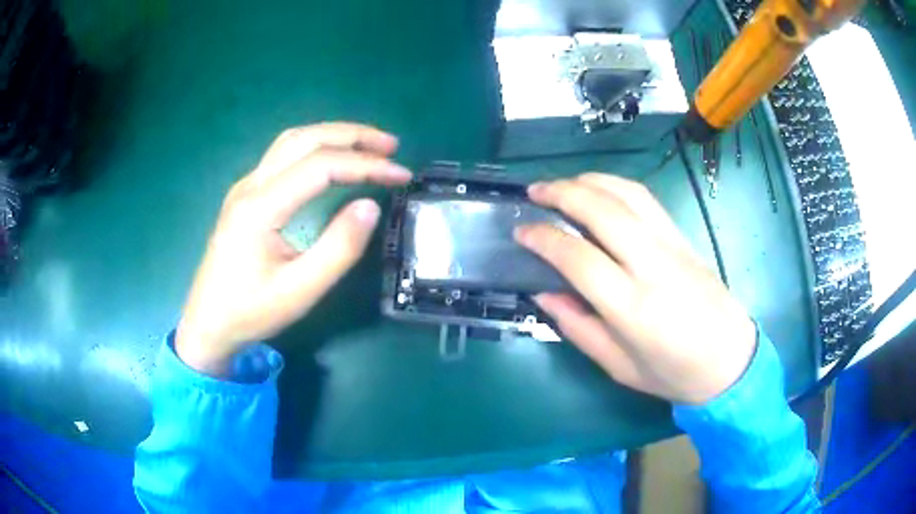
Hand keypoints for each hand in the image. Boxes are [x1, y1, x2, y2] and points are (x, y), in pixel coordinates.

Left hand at [176, 123, 410, 375]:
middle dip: (352, 136)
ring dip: (332, 136)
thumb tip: (370, 206)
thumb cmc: (251, 312)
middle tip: (391, 146)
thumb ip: (338, 248)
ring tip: (368, 146)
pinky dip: (315, 147)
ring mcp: (245, 187)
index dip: (365, 165)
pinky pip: (282, 155)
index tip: (401, 175)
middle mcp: (250, 185)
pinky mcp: (245, 195)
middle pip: (304, 139)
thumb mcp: (300, 291)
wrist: (207, 323)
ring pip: (291, 141)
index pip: (320, 166)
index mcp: (260, 207)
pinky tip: (331, 160)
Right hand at [515, 173, 755, 404]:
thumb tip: (543, 293)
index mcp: (632, 308)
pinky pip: (647, 200)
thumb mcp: (617, 366)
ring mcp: (672, 247)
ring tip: (562, 183)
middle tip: (534, 191)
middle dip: (562, 192)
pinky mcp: (684, 238)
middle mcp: (653, 267)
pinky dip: (617, 186)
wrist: (729, 360)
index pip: (579, 258)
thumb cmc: (672, 373)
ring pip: (628, 195)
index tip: (521, 231)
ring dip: (590, 181)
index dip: (544, 239)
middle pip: (603, 211)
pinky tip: (600, 189)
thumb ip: (577, 327)